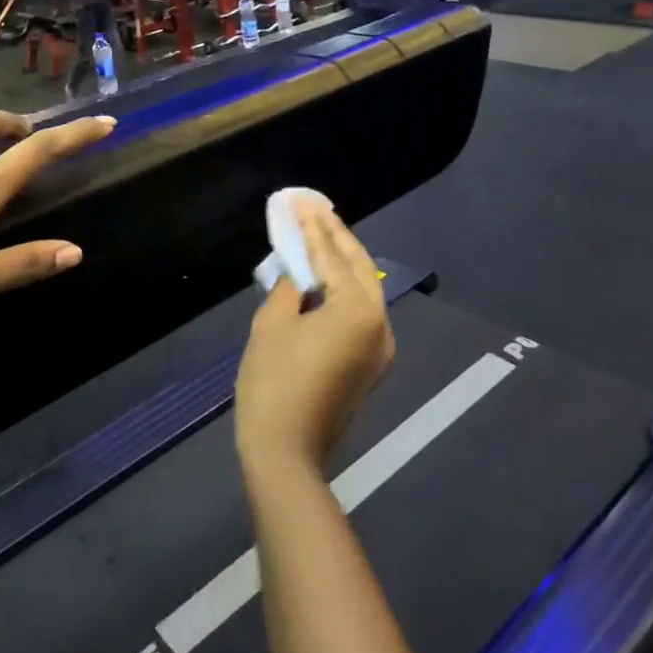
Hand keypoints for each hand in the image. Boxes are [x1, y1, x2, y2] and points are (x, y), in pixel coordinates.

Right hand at [235, 201, 394, 473]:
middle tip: (312, 207)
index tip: (299, 200)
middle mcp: (380, 322)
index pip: (331, 256)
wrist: (287, 452)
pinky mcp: (371, 362)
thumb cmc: (273, 382)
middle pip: (358, 266)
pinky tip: (325, 272)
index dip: (311, 226)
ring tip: (318, 230)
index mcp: (358, 309)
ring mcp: (380, 345)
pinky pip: (361, 309)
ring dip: (341, 258)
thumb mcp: (272, 323)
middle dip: (334, 235)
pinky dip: (344, 286)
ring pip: (364, 287)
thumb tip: (299, 271)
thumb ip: (290, 285)